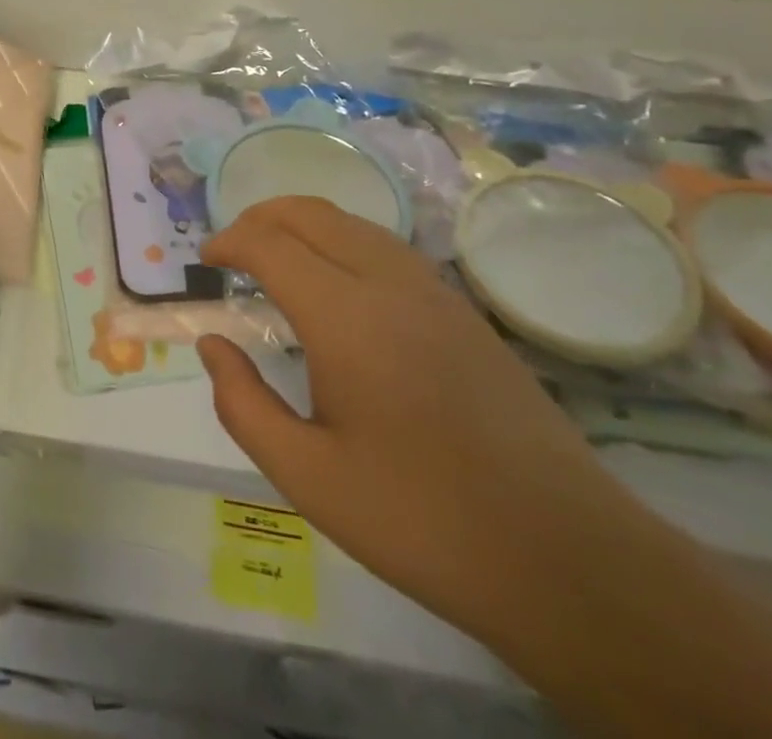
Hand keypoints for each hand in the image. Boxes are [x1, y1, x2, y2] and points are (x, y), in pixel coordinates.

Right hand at [197, 197, 646, 636]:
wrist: (565, 557)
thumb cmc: (421, 520)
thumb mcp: (308, 477)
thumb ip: (244, 404)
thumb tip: (213, 345)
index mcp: (345, 317)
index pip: (270, 244)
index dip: (229, 242)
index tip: (206, 263)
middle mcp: (388, 283)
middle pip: (311, 213)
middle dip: (261, 217)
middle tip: (232, 251)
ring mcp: (433, 291)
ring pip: (353, 223)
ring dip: (304, 225)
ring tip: (276, 259)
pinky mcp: (463, 311)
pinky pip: (387, 247)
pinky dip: (343, 241)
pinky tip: (339, 286)